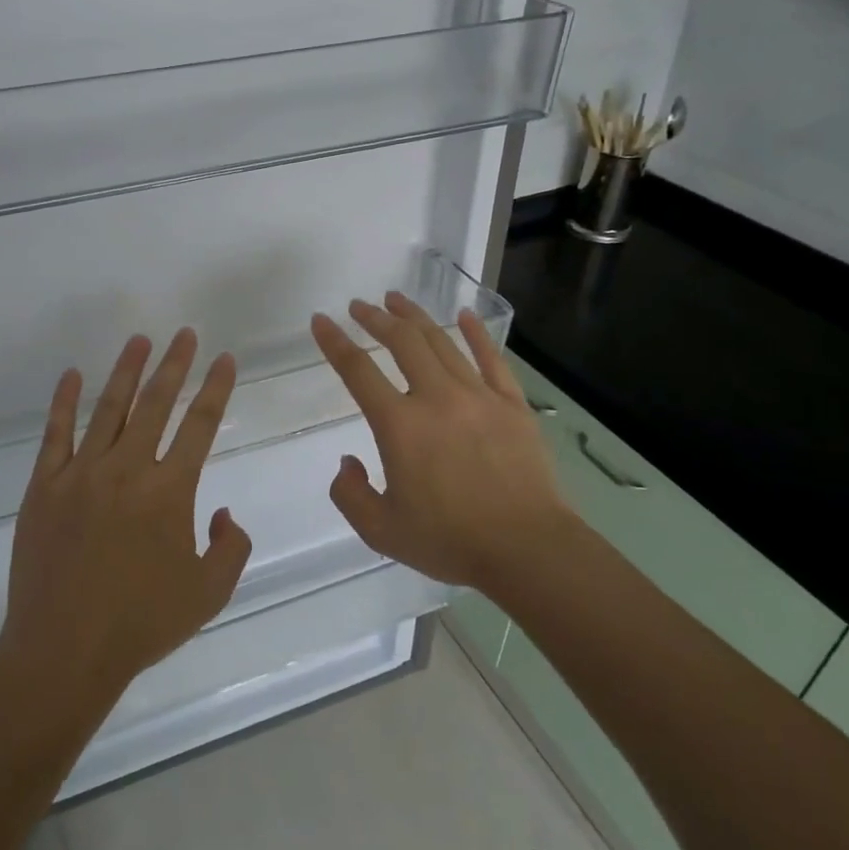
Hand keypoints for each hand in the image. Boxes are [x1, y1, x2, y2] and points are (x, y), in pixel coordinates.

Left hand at [0, 329, 252, 715]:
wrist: (63, 652)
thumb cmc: (140, 625)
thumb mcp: (208, 594)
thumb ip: (230, 547)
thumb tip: (224, 513)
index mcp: (169, 491)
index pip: (200, 425)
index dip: (216, 388)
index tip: (225, 359)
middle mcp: (127, 470)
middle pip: (156, 403)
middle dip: (175, 364)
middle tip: (185, 334)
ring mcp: (81, 474)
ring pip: (109, 408)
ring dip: (127, 371)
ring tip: (140, 340)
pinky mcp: (44, 486)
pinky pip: (55, 433)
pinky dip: (64, 401)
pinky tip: (72, 375)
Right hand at [310, 294, 576, 591]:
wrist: (527, 549)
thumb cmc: (451, 541)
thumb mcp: (381, 531)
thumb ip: (350, 494)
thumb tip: (348, 461)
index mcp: (400, 426)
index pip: (358, 371)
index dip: (334, 342)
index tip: (321, 321)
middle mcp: (436, 398)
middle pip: (402, 342)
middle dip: (376, 318)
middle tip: (360, 305)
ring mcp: (478, 396)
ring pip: (442, 342)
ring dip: (415, 317)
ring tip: (397, 300)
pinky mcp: (512, 404)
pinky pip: (491, 358)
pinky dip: (475, 333)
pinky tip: (465, 315)